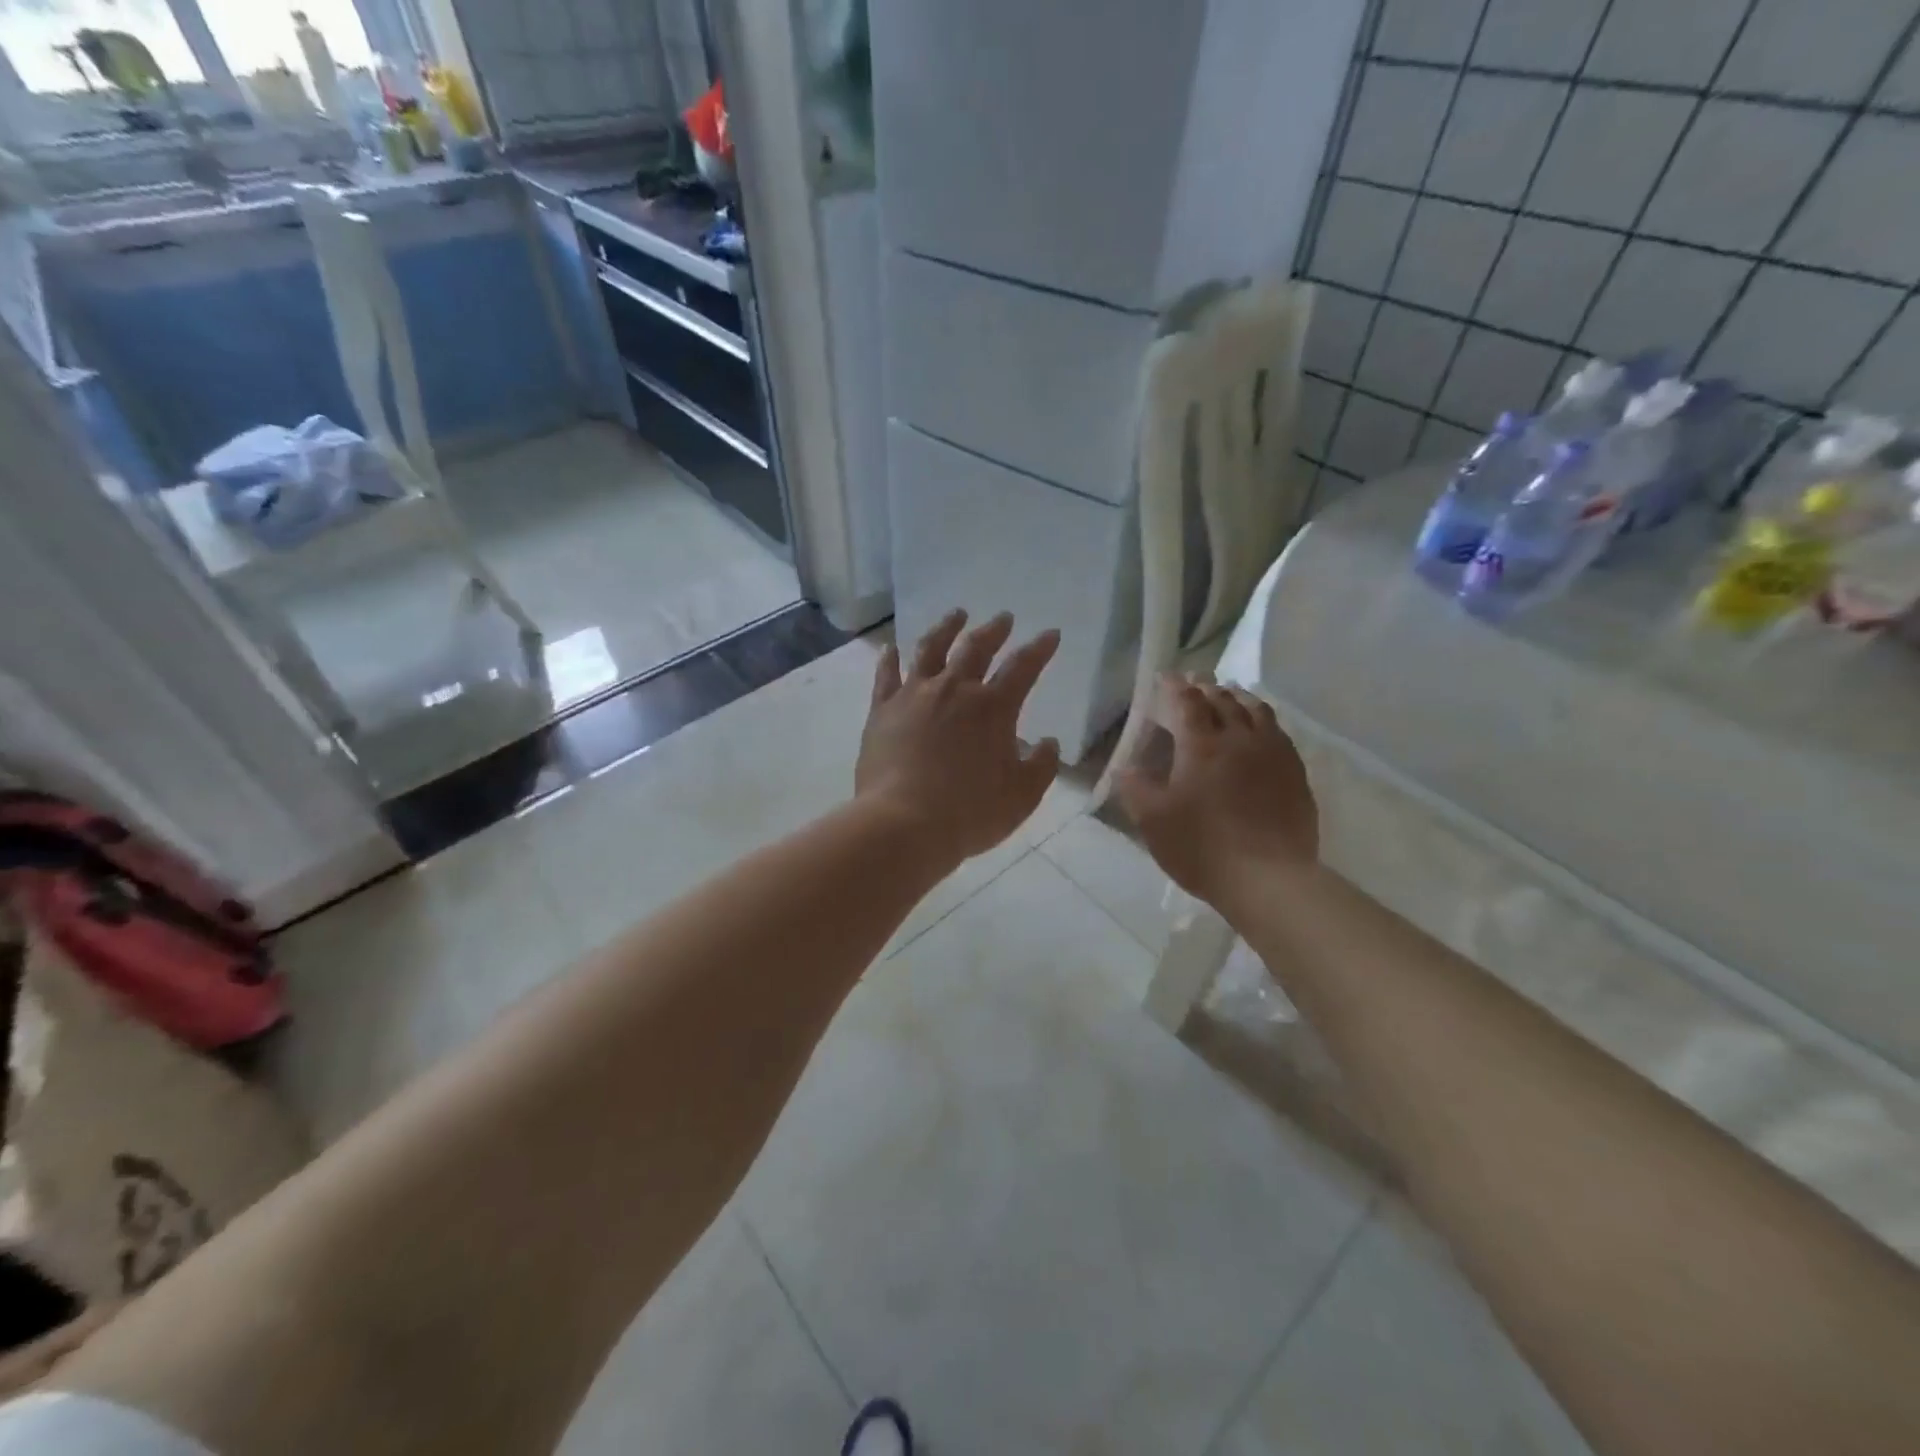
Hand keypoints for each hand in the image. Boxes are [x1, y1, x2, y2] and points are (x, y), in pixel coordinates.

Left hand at [856, 609, 1062, 860]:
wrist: (904, 824)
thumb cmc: (970, 813)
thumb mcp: (1022, 796)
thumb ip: (1041, 766)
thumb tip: (1048, 743)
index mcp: (993, 708)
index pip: (1023, 667)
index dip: (1040, 649)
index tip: (1050, 634)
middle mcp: (954, 690)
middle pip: (976, 648)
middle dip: (994, 630)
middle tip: (1003, 618)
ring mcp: (914, 695)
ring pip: (930, 649)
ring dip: (946, 628)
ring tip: (956, 615)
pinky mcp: (882, 710)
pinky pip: (886, 675)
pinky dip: (889, 658)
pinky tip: (891, 648)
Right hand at [1114, 675, 1317, 910]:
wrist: (1268, 879)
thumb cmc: (1201, 848)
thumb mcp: (1152, 821)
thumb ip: (1135, 788)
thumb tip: (1125, 767)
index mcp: (1202, 746)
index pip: (1188, 702)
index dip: (1175, 687)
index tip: (1166, 678)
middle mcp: (1240, 739)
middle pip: (1224, 700)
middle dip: (1207, 688)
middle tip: (1196, 684)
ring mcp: (1273, 754)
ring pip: (1257, 711)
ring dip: (1239, 698)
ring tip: (1230, 696)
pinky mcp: (1296, 774)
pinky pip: (1279, 734)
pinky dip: (1263, 721)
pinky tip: (1261, 732)